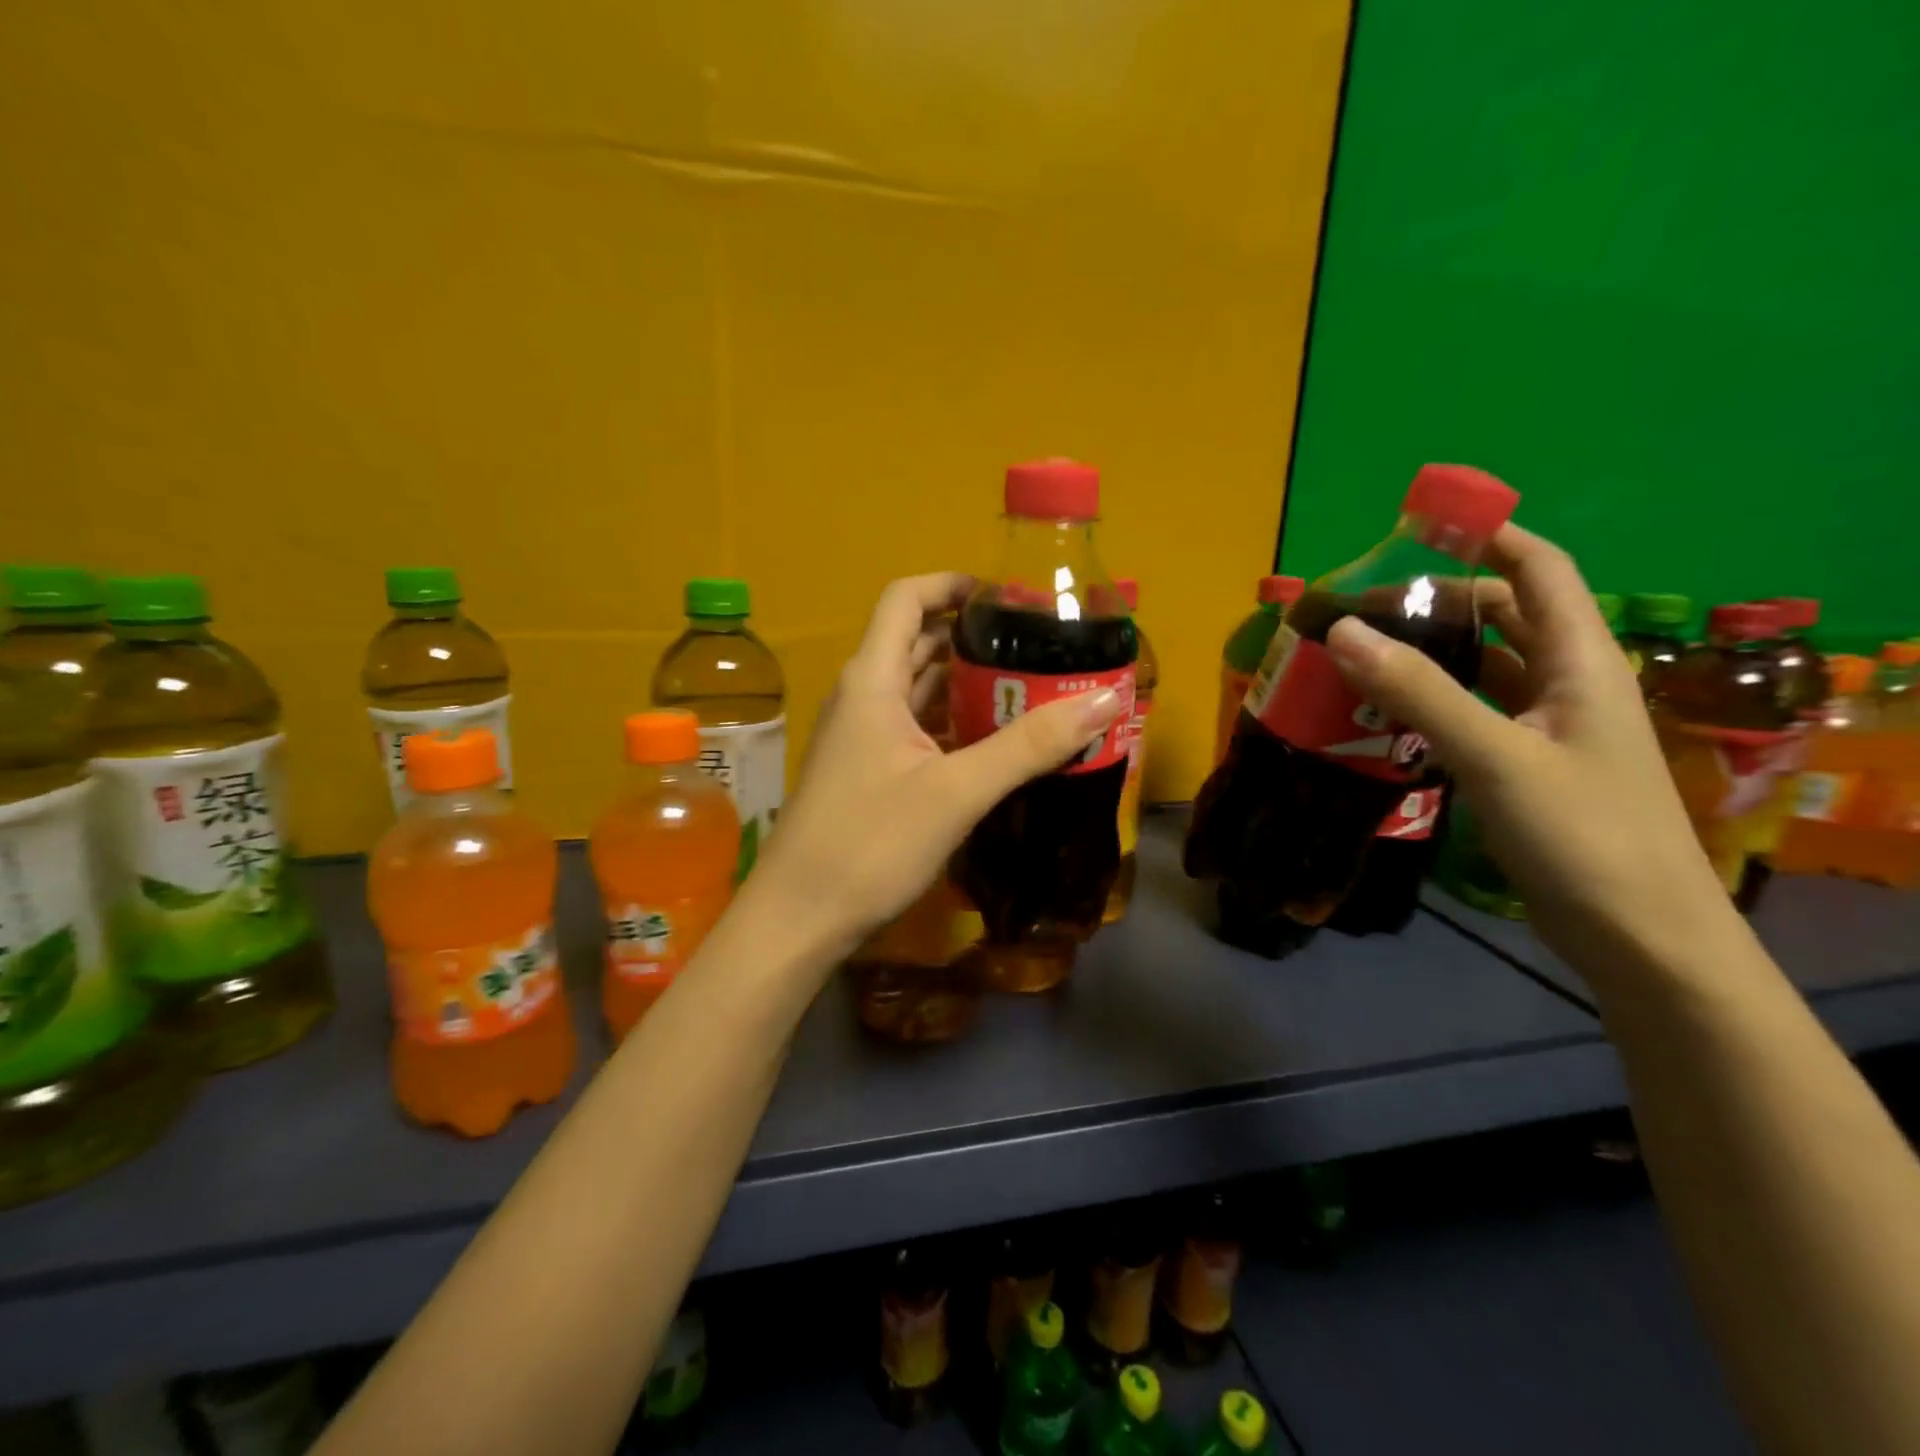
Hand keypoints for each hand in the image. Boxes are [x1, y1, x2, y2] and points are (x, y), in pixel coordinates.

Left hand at [751, 572, 1125, 959]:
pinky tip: (999, 742)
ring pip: (921, 690)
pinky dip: (956, 724)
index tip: (1008, 595)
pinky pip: (918, 729)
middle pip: (919, 642)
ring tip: (1035, 688)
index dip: (953, 584)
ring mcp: (863, 736)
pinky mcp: (870, 771)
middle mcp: (864, 696)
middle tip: (1041, 646)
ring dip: (970, 685)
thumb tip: (1105, 699)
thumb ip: (1029, 745)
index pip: (906, 599)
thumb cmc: (869, 844)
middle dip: (976, 638)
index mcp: (873, 679)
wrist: (799, 918)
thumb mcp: (956, 792)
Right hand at [1322, 524, 1735, 985]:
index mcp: (1580, 662)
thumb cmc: (1583, 836)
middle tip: (1361, 610)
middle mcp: (1567, 684)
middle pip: (1503, 617)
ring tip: (1359, 657)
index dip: (1488, 538)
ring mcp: (1547, 729)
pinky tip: (1383, 716)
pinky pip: (1471, 714)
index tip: (1418, 528)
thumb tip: (1342, 629)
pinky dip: (1429, 703)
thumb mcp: (1497, 757)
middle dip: (1438, 602)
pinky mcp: (1527, 767)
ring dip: (1428, 655)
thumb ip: (1420, 691)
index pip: (1539, 570)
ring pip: (1483, 669)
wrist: (1639, 938)